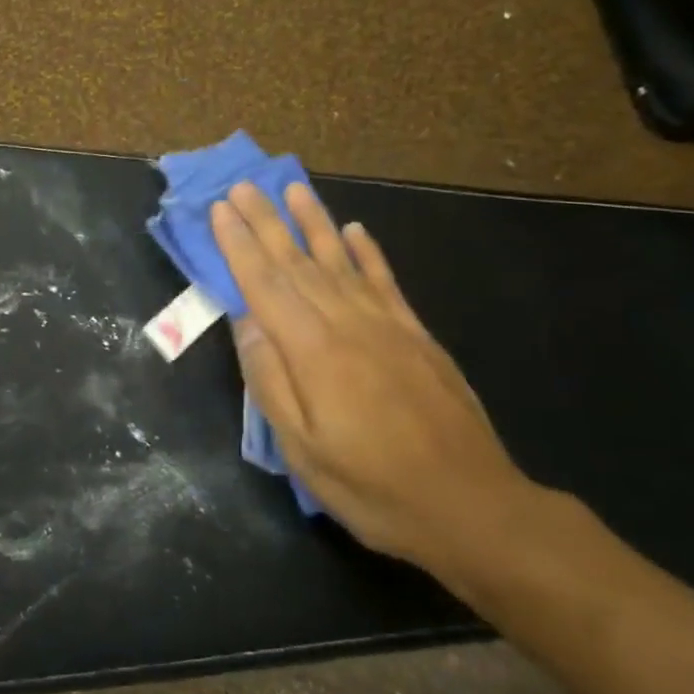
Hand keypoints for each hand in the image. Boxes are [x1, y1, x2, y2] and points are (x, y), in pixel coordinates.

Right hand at [211, 183, 536, 575]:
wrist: (473, 507)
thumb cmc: (373, 487)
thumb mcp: (302, 449)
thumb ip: (270, 380)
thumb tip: (246, 321)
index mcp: (313, 350)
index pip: (265, 284)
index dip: (239, 245)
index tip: (220, 210)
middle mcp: (347, 324)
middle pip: (297, 262)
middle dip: (266, 221)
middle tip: (242, 185)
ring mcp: (387, 325)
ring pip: (341, 261)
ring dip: (314, 222)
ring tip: (292, 188)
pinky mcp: (417, 336)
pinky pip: (386, 282)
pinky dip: (368, 252)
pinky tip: (355, 231)